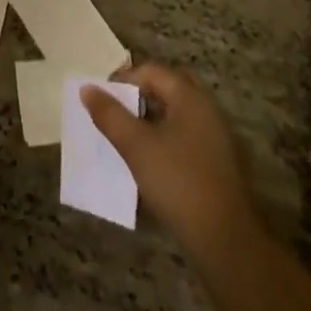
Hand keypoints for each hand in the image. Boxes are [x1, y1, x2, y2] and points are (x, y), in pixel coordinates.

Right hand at [83, 62, 259, 263]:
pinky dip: (162, 139)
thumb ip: (109, 114)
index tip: (103, 103)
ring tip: (125, 140)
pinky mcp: (214, 162)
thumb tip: (87, 89)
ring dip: (148, 120)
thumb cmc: (177, 181)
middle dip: (137, 98)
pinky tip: (148, 162)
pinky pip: (183, 136)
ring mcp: (213, 137)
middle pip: (165, 90)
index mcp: (189, 97)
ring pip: (174, 114)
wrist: (223, 239)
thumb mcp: (135, 145)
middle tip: (116, 116)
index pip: (151, 71)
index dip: (123, 81)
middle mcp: (205, 109)